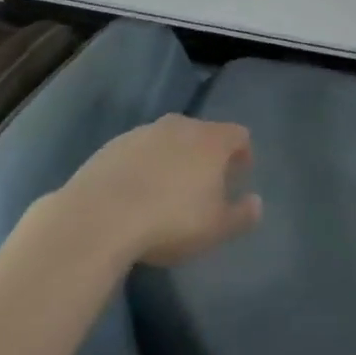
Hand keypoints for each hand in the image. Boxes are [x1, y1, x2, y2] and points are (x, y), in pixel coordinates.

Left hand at [63, 115, 261, 265]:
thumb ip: (242, 215)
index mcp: (211, 139)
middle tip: (204, 187)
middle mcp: (180, 126)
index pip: (239, 134)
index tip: (238, 176)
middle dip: (206, 156)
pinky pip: (138, 152)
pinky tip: (134, 196)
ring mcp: (143, 133)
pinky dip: (143, 167)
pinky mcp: (112, 146)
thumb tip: (256, 202)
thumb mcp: (216, 228)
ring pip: (168, 141)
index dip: (243, 154)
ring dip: (173, 160)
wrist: (99, 218)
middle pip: (202, 133)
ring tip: (166, 193)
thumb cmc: (170, 221)